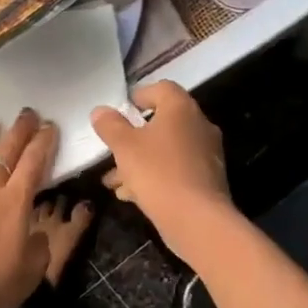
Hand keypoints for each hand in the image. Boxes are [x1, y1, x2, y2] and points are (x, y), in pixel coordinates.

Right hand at [90, 82, 231, 259]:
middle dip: (134, 137)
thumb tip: (101, 111)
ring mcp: (206, 153)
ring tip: (114, 180)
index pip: (162, 88)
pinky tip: (132, 195)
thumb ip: (110, 125)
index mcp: (181, 109)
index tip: (121, 111)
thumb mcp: (124, 146)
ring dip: (140, 160)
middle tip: (113, 149)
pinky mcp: (207, 179)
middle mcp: (199, 125)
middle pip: (162, 122)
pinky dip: (155, 176)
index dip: (139, 95)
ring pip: (166, 149)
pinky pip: (175, 169)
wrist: (197, 219)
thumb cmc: (158, 172)